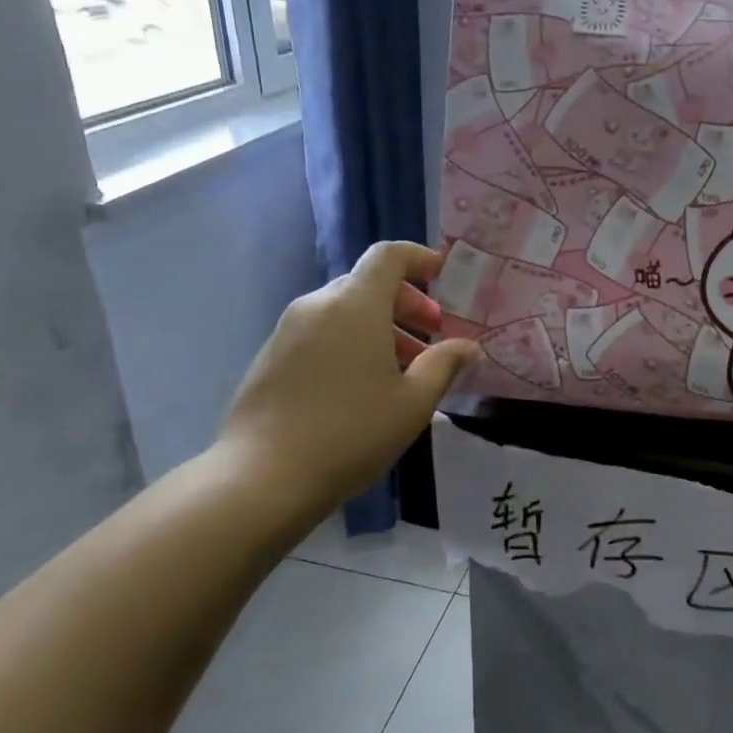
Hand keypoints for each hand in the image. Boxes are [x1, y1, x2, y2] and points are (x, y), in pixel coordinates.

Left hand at [215, 242, 480, 531]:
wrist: (264, 476)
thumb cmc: (352, 432)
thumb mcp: (414, 402)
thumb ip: (445, 364)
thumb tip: (467, 346)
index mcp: (355, 305)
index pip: (389, 256)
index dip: (419, 258)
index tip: (443, 277)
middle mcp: (318, 306)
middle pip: (367, 284)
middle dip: (407, 303)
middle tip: (433, 335)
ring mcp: (288, 331)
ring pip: (343, 312)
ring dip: (380, 328)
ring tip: (404, 369)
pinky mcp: (271, 357)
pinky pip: (321, 333)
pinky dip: (351, 343)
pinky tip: (364, 386)